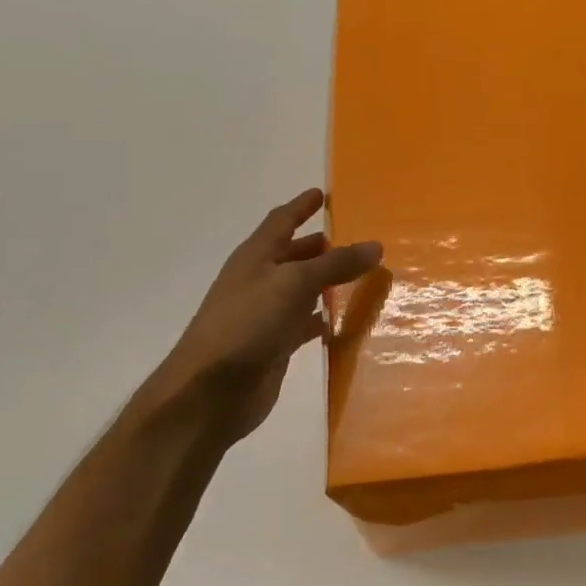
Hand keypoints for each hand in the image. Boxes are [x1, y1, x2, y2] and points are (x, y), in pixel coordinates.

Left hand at [147, 189, 381, 442]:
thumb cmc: (247, 324)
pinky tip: (343, 321)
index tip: (322, 194)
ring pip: (302, 290)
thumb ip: (335, 264)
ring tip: (361, 277)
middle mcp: (259, 281)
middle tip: (354, 240)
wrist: (211, 391)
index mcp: (256, 257)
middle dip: (320, 246)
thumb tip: (375, 245)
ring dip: (326, 283)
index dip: (301, 206)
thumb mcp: (294, 284)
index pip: (281, 221)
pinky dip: (322, 318)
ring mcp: (265, 315)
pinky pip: (304, 323)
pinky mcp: (274, 345)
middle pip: (293, 255)